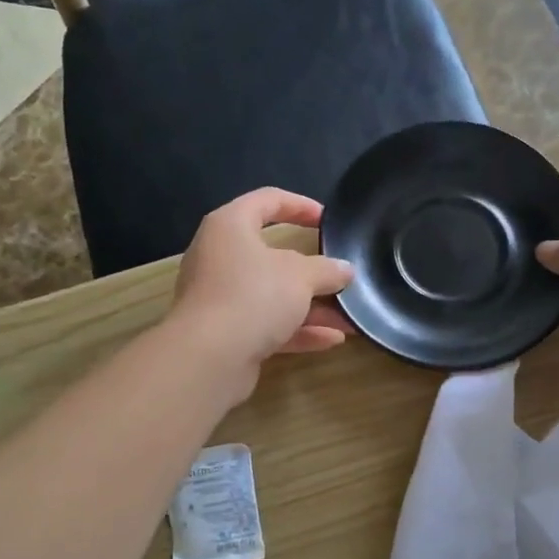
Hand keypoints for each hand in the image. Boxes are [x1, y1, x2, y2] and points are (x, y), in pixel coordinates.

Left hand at [169, 188, 355, 398]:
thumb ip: (326, 269)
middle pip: (272, 256)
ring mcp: (220, 298)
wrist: (209, 358)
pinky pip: (266, 325)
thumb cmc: (254, 296)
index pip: (267, 200)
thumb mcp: (301, 276)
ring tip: (349, 316)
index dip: (300, 205)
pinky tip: (332, 340)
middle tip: (340, 275)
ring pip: (272, 295)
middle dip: (312, 270)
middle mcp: (220, 258)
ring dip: (311, 306)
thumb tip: (345, 270)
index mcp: (230, 227)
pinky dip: (298, 330)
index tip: (328, 220)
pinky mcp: (225, 333)